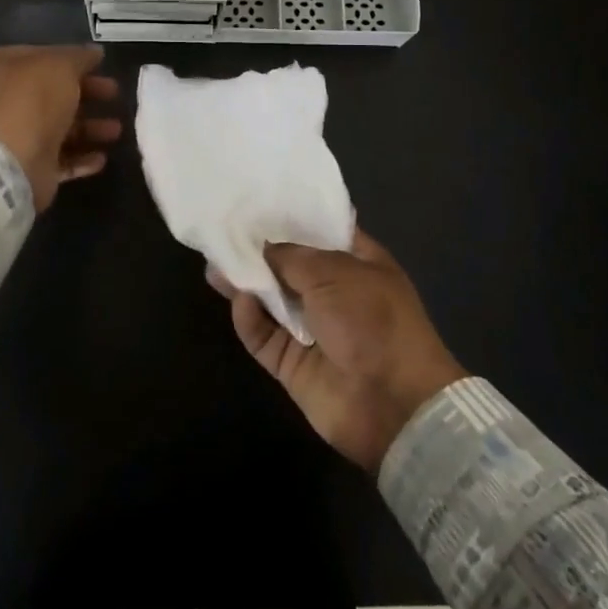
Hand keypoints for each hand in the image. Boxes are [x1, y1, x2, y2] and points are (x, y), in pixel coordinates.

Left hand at [0, 46, 121, 212]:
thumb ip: (80, 57)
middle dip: (87, 93)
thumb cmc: (31, 101)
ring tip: (116, 130)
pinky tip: (101, 158)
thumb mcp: (60, 65)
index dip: (71, 59)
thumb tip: (94, 52)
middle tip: (114, 94)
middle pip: (51, 92)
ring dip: (89, 128)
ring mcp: (12, 136)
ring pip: (58, 127)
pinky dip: (80, 157)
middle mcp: (1, 100)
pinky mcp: (25, 167)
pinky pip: (58, 159)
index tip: (100, 65)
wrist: (8, 164)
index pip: (40, 56)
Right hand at [208, 229, 466, 472]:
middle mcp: (335, 292)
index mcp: (358, 263)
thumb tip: (261, 246)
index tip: (256, 202)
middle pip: (289, 265)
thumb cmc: (373, 321)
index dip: (291, 217)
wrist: (393, 406)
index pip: (321, 231)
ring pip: (271, 300)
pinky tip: (239, 301)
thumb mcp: (334, 273)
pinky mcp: (293, 363)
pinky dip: (250, 319)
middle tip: (223, 232)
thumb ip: (291, 256)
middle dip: (259, 251)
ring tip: (214, 265)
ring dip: (246, 284)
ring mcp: (313, 329)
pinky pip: (264, 336)